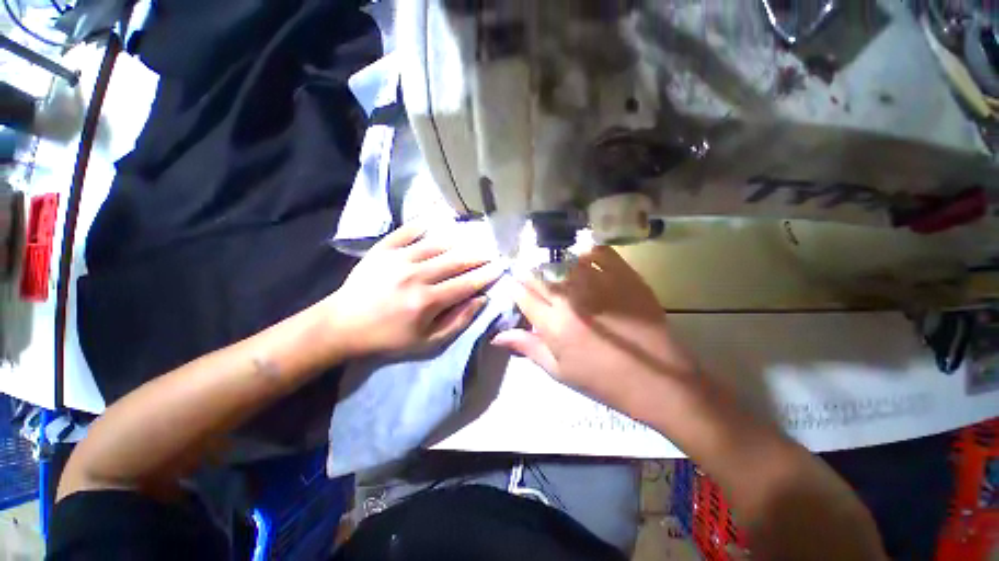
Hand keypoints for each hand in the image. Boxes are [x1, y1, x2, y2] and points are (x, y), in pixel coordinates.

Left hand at [328, 223, 503, 357]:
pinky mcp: (383, 249)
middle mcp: (416, 275)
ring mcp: (399, 258)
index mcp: (427, 300)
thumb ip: (457, 321)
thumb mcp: (427, 342)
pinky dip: (425, 223)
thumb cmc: (388, 337)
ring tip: (474, 237)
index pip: (466, 283)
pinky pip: (408, 231)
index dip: (486, 275)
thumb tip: (480, 300)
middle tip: (493, 250)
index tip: (501, 266)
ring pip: (438, 244)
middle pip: (456, 261)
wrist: (342, 324)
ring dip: (459, 240)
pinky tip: (439, 216)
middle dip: (478, 255)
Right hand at [492, 246, 695, 409]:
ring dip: (554, 262)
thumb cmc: (603, 381)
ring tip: (554, 268)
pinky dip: (587, 252)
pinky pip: (599, 253)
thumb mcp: (559, 371)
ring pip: (564, 260)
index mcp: (553, 324)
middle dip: (530, 275)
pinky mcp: (624, 277)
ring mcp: (598, 284)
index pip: (523, 295)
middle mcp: (571, 299)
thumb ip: (528, 347)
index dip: (516, 289)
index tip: (516, 288)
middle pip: (540, 276)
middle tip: (533, 278)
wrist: (659, 381)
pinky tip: (583, 258)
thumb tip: (496, 336)